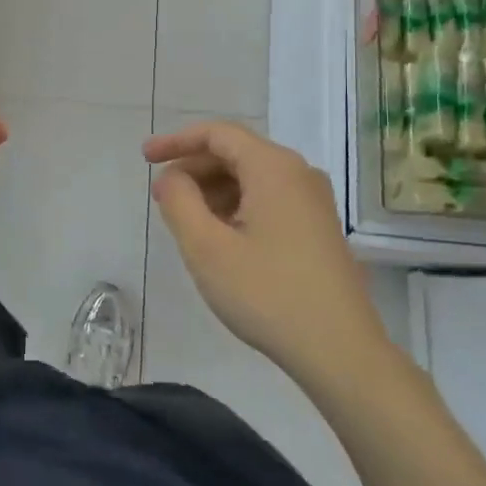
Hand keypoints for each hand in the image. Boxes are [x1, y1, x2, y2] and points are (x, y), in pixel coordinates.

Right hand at [144, 122, 393, 384]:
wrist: (340, 352)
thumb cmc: (267, 294)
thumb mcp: (207, 248)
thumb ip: (179, 202)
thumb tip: (171, 178)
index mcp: (274, 168)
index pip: (218, 134)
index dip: (177, 141)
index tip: (145, 159)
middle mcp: (299, 174)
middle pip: (236, 153)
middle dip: (193, 169)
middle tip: (161, 197)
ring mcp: (314, 202)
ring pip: (252, 178)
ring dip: (213, 191)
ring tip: (186, 222)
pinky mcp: (319, 228)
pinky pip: (269, 199)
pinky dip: (237, 207)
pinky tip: (220, 238)